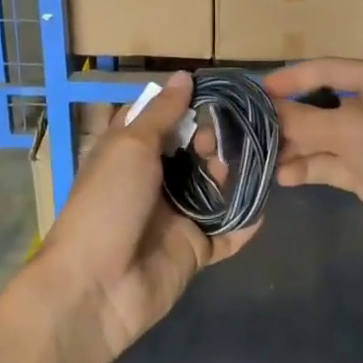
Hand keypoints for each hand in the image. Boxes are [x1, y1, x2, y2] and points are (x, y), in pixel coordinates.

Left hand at [33, 72, 259, 358]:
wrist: (97, 287)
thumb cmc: (108, 202)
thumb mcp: (131, 146)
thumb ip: (163, 113)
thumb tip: (184, 75)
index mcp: (129, 151)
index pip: (160, 117)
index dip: (185, 102)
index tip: (218, 89)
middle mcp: (153, 179)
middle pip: (192, 150)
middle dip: (214, 138)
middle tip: (231, 132)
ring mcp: (175, 215)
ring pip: (213, 186)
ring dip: (232, 173)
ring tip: (251, 160)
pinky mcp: (194, 248)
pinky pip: (226, 231)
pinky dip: (245, 220)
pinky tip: (265, 203)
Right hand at [265, 60, 362, 273]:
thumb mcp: (351, 129)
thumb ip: (303, 119)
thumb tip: (264, 109)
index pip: (328, 69)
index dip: (292, 78)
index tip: (256, 91)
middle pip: (324, 106)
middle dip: (291, 119)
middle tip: (253, 131)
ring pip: (326, 138)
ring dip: (296, 147)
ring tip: (263, 159)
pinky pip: (333, 165)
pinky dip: (310, 167)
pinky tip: (284, 177)